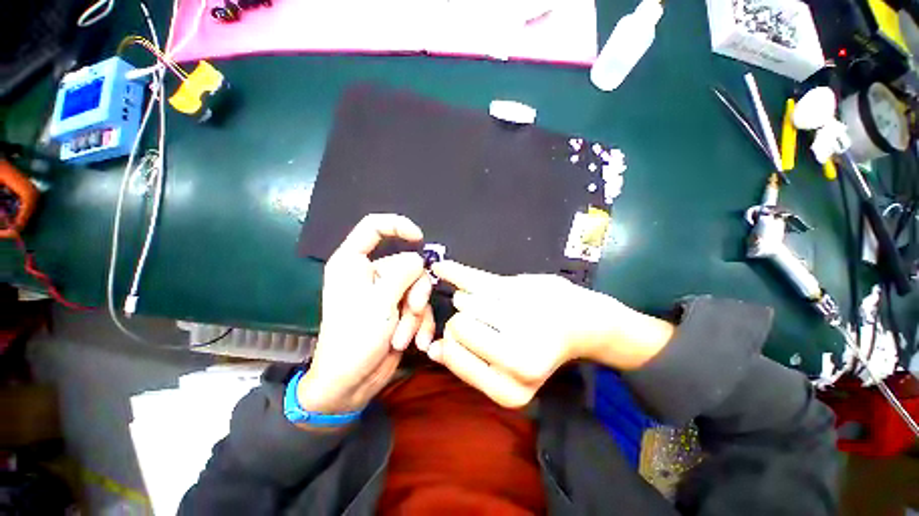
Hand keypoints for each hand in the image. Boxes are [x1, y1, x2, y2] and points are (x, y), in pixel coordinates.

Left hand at [298, 214, 434, 414]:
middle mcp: (372, 274)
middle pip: (407, 263)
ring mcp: (387, 292)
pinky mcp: (399, 309)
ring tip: (403, 337)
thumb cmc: (354, 339)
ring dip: (415, 314)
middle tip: (411, 310)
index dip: (397, 226)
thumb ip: (401, 274)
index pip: (373, 227)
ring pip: (417, 287)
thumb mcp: (379, 302)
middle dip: (414, 290)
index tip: (419, 239)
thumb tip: (419, 259)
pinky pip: (419, 306)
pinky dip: (419, 324)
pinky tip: (415, 343)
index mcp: (353, 263)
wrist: (351, 384)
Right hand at [423, 261, 673, 407]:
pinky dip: (455, 272)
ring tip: (500, 307)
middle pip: (456, 325)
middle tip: (488, 320)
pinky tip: (442, 268)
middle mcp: (517, 359)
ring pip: (464, 300)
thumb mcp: (505, 369)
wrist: (582, 323)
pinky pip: (473, 279)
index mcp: (510, 390)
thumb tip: (431, 349)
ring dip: (474, 300)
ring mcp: (520, 320)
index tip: (463, 335)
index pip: (452, 353)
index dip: (452, 342)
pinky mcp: (522, 290)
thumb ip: (468, 362)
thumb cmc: (538, 347)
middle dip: (464, 320)